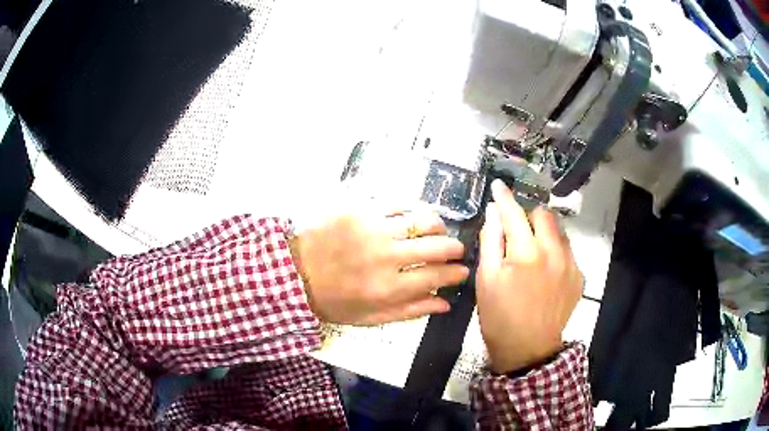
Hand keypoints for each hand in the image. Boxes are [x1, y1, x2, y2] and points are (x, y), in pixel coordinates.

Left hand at [292, 210, 468, 324]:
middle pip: (437, 246)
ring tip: (438, 232)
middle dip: (455, 248)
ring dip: (437, 227)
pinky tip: (411, 218)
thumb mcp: (371, 317)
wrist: (294, 273)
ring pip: (422, 219)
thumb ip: (410, 311)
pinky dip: (410, 210)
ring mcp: (372, 228)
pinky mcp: (359, 209)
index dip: (456, 273)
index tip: (462, 271)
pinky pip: (397, 203)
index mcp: (388, 287)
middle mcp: (385, 255)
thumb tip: (444, 303)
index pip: (437, 276)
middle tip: (456, 250)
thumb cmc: (333, 301)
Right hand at [476, 180, 581, 373]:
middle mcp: (553, 252)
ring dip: (544, 231)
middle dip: (528, 215)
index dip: (504, 196)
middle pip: (543, 214)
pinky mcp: (578, 276)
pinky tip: (546, 269)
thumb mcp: (486, 280)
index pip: (514, 213)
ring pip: (559, 230)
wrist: (528, 349)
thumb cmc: (500, 317)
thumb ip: (491, 241)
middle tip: (516, 230)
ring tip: (532, 250)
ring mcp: (570, 264)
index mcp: (526, 253)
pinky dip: (555, 250)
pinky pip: (568, 250)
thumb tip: (494, 213)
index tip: (499, 186)